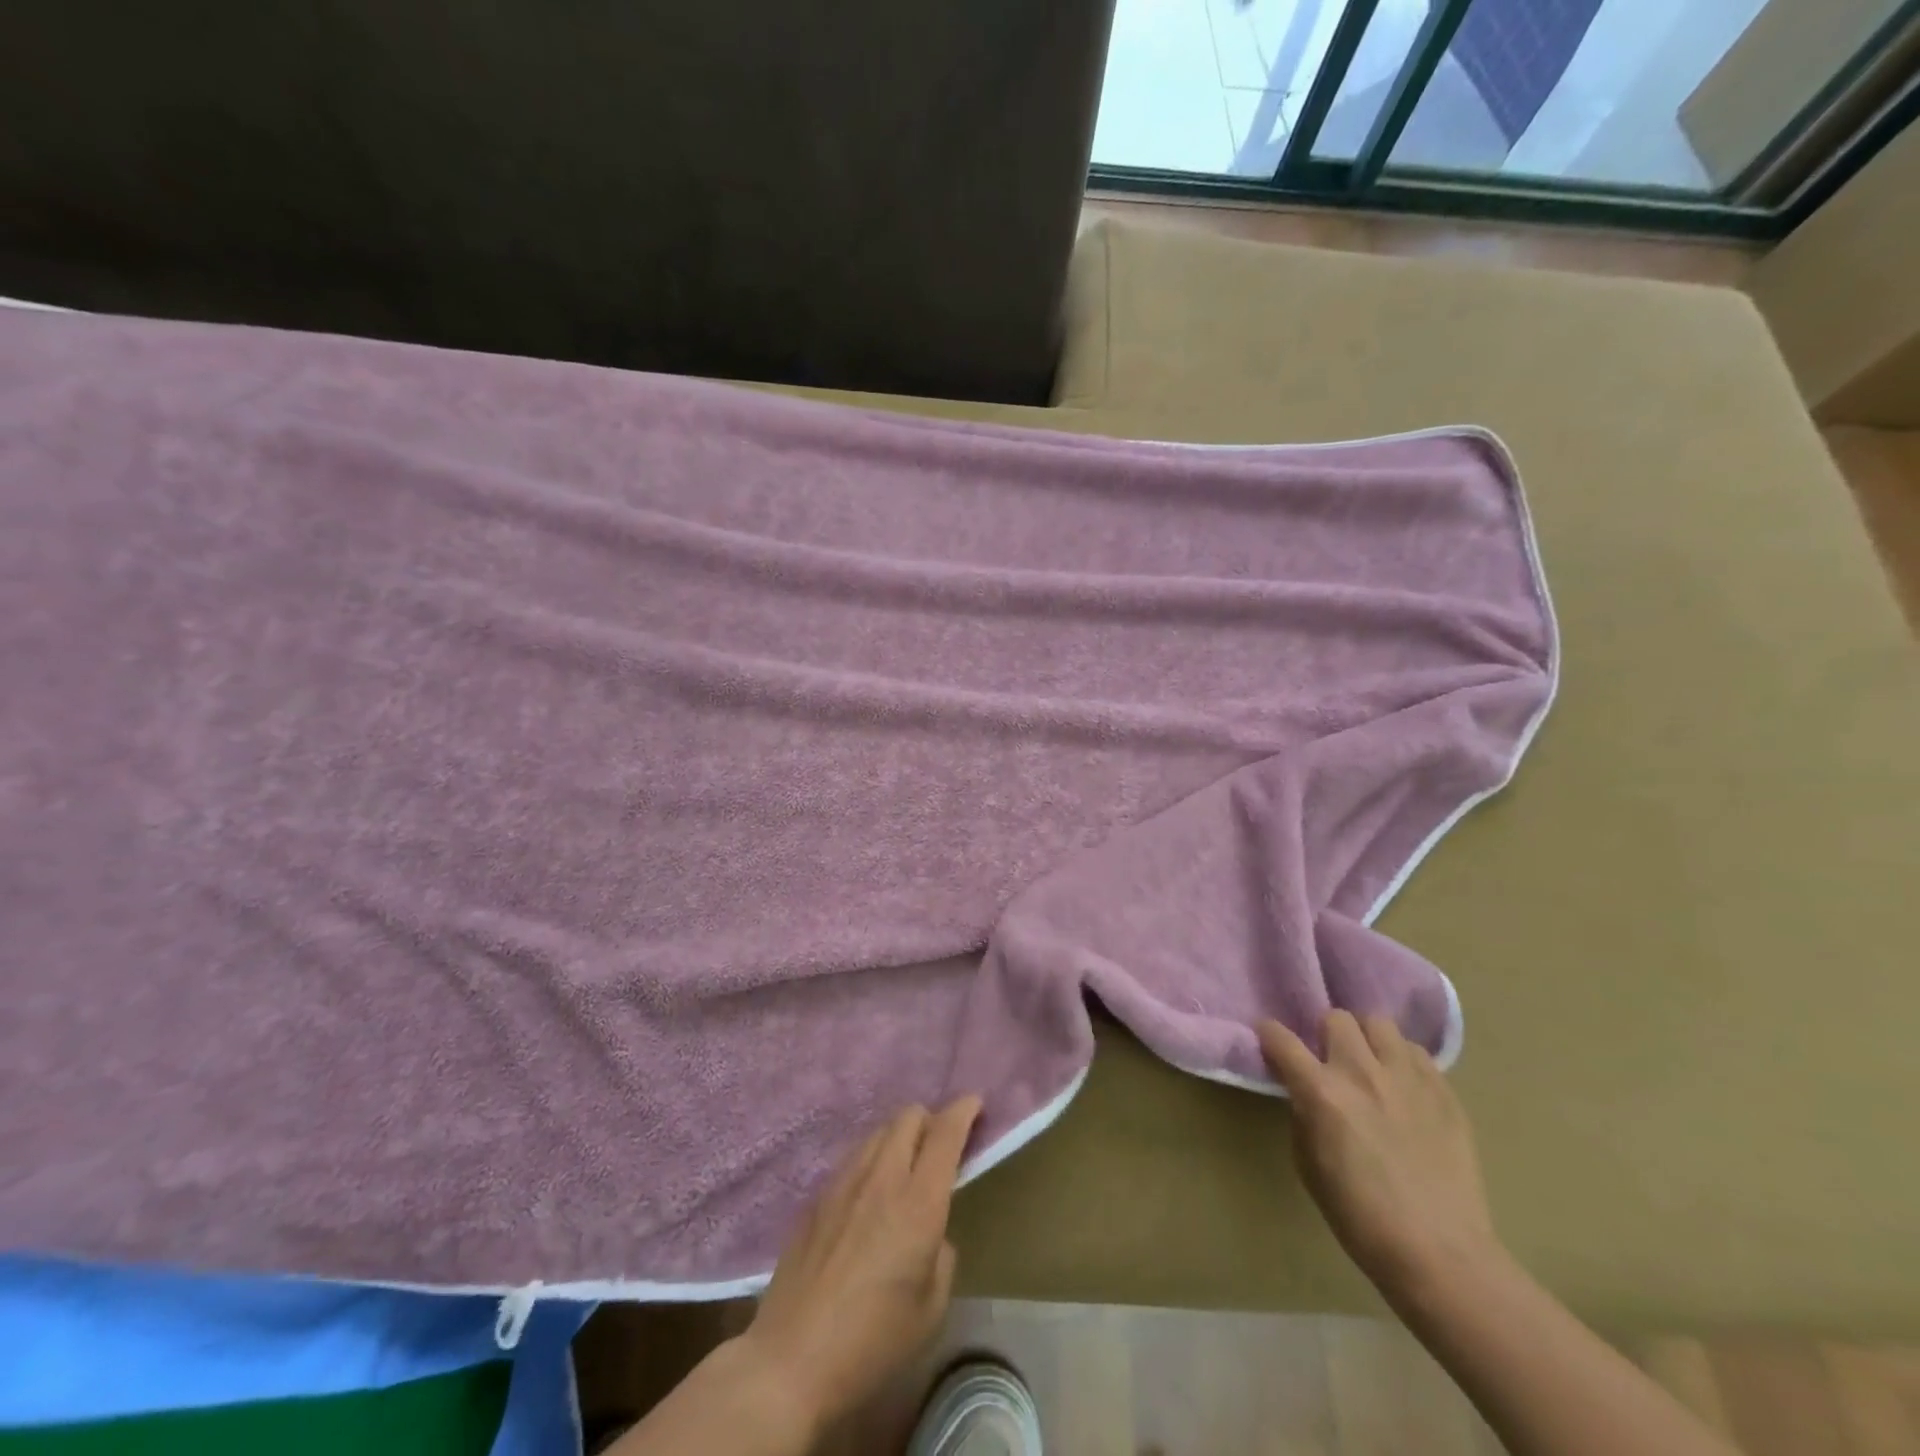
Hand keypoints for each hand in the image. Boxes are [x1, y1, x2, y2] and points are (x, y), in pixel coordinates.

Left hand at [737, 1097, 981, 1437]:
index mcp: (919, 1203)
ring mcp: (843, 1182)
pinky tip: (869, 1192)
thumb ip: (941, 1255)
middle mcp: (882, 1178)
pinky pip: (852, 1157)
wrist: (791, 1360)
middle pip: (908, 1117)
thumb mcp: (931, 1308)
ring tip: (905, 1165)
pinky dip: (872, 1158)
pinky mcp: (817, 1197)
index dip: (963, 1111)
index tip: (974, 1104)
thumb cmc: (873, 1342)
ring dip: (899, 1136)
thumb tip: (931, 1233)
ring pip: (878, 1132)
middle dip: (930, 1120)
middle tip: (940, 1145)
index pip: (945, 1133)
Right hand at [1259, 1011, 1498, 1302]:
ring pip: (1379, 1023)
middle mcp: (1362, 1072)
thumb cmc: (1360, 1217)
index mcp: (1322, 1092)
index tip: (1269, 1041)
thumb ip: (1303, 1115)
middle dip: (1325, 1034)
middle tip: (1329, 1059)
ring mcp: (1408, 1078)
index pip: (1280, 1038)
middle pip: (1335, 1018)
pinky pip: (1417, 1053)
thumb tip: (1305, 1092)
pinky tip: (1403, 1086)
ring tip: (1370, 1063)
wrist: (1441, 1254)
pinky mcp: (1444, 1091)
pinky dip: (1403, 1060)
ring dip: (1366, 1038)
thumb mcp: (1308, 1165)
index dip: (1268, 1034)